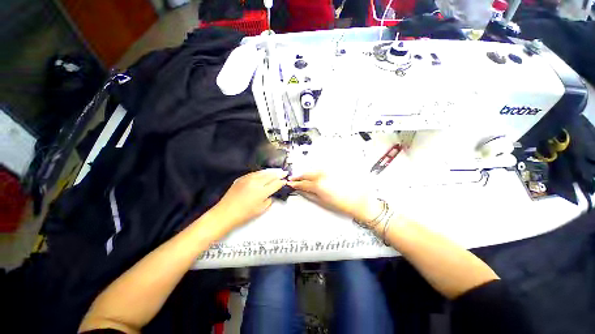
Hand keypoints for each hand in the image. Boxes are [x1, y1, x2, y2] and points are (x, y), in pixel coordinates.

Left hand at [211, 169, 287, 229]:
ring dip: (271, 171)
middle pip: (270, 175)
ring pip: (263, 172)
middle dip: (279, 174)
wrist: (225, 213)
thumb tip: (270, 195)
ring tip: (276, 171)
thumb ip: (268, 201)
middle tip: (284, 172)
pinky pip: (254, 173)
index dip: (281, 182)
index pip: (275, 184)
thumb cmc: (244, 214)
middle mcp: (256, 183)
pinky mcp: (242, 178)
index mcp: (262, 192)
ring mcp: (248, 179)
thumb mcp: (260, 209)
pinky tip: (263, 173)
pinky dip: (261, 172)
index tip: (285, 181)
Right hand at [288, 172, 383, 224]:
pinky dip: (316, 171)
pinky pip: (322, 169)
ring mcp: (329, 171)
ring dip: (307, 173)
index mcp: (319, 185)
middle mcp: (323, 175)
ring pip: (314, 170)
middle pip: (307, 174)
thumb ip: (310, 195)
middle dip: (299, 176)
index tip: (290, 183)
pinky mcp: (335, 170)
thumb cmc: (343, 205)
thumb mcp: (323, 202)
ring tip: (302, 176)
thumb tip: (302, 191)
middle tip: (293, 178)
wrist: (361, 201)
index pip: (303, 183)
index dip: (295, 183)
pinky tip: (314, 174)